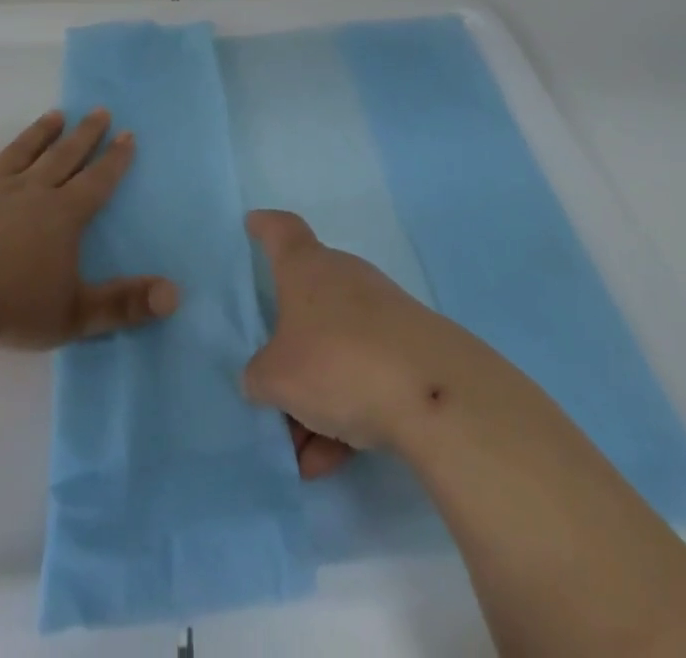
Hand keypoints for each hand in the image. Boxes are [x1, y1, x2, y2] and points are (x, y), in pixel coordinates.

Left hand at [0, 109, 180, 349]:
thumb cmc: (10, 305)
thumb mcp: (75, 314)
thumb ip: (126, 304)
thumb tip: (175, 295)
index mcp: (61, 216)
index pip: (96, 182)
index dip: (115, 160)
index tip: (128, 134)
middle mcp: (28, 193)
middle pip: (62, 158)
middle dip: (84, 136)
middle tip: (99, 110)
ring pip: (18, 154)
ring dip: (37, 134)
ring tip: (54, 114)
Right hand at [242, 210, 452, 478]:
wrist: (432, 394)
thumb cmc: (338, 362)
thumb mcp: (277, 378)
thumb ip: (259, 376)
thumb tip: (263, 377)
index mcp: (307, 268)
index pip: (283, 231)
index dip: (265, 227)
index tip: (253, 224)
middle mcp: (344, 279)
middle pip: (307, 304)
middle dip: (288, 350)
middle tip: (270, 393)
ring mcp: (381, 313)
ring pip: (335, 350)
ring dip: (315, 398)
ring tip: (303, 455)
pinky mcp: (410, 350)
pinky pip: (364, 377)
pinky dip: (346, 413)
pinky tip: (333, 462)